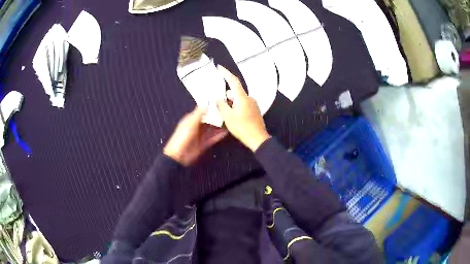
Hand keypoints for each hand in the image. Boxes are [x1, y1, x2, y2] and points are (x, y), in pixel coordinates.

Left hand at [164, 107, 227, 165]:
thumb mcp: (190, 123)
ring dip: (219, 126)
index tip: (219, 103)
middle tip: (227, 113)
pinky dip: (219, 135)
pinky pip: (213, 138)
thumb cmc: (181, 138)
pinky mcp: (203, 144)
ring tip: (229, 122)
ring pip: (212, 129)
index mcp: (191, 119)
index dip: (210, 107)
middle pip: (209, 120)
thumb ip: (198, 114)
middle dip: (217, 117)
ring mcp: (200, 135)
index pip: (202, 111)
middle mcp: (196, 126)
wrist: (178, 156)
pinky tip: (226, 133)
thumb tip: (206, 105)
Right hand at [216, 65, 270, 151]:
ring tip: (225, 113)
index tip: (219, 68)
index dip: (226, 73)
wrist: (258, 139)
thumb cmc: (242, 128)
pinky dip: (236, 106)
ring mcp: (253, 104)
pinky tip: (233, 116)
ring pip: (238, 99)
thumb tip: (218, 98)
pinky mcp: (254, 110)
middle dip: (226, 96)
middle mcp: (249, 98)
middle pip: (234, 92)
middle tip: (218, 103)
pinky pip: (243, 104)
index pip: (233, 81)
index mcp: (242, 97)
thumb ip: (222, 105)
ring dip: (231, 103)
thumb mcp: (228, 117)